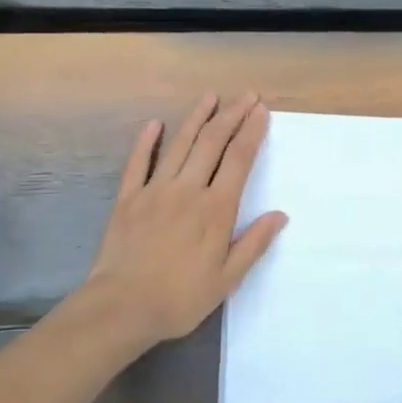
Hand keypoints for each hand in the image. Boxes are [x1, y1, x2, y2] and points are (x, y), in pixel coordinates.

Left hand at [79, 92, 286, 355]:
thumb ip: (254, 243)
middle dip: (232, 116)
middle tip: (246, 95)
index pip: (239, 160)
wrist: (121, 307)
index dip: (252, 132)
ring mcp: (155, 190)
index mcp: (216, 209)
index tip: (262, 111)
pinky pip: (138, 162)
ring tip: (210, 97)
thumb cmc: (180, 297)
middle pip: (213, 143)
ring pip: (180, 145)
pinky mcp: (128, 199)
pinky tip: (155, 124)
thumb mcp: (227, 279)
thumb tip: (280, 215)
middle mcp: (188, 190)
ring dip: (196, 117)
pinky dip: (147, 141)